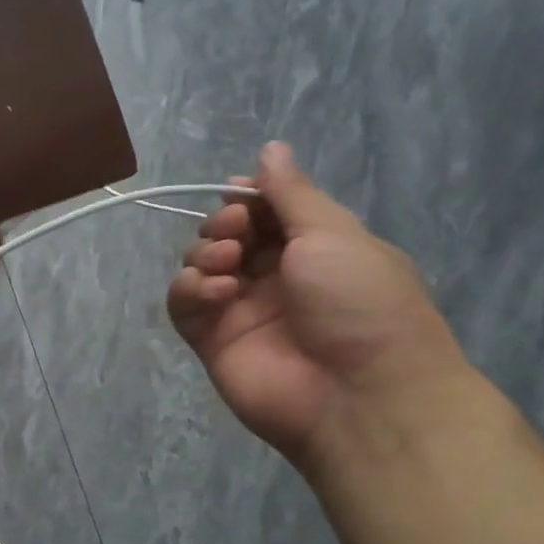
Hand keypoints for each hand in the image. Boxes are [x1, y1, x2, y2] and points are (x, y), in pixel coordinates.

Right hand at [167, 143, 467, 468]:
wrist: (359, 396)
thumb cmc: (360, 303)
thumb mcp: (334, 234)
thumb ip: (292, 193)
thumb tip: (270, 148)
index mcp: (314, 249)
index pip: (265, 212)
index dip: (247, 197)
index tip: (239, 191)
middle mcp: (274, 278)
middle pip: (227, 234)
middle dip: (224, 223)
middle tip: (238, 231)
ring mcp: (241, 311)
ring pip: (200, 265)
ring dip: (206, 252)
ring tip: (229, 264)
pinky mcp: (212, 341)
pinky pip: (183, 304)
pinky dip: (190, 289)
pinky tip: (216, 292)